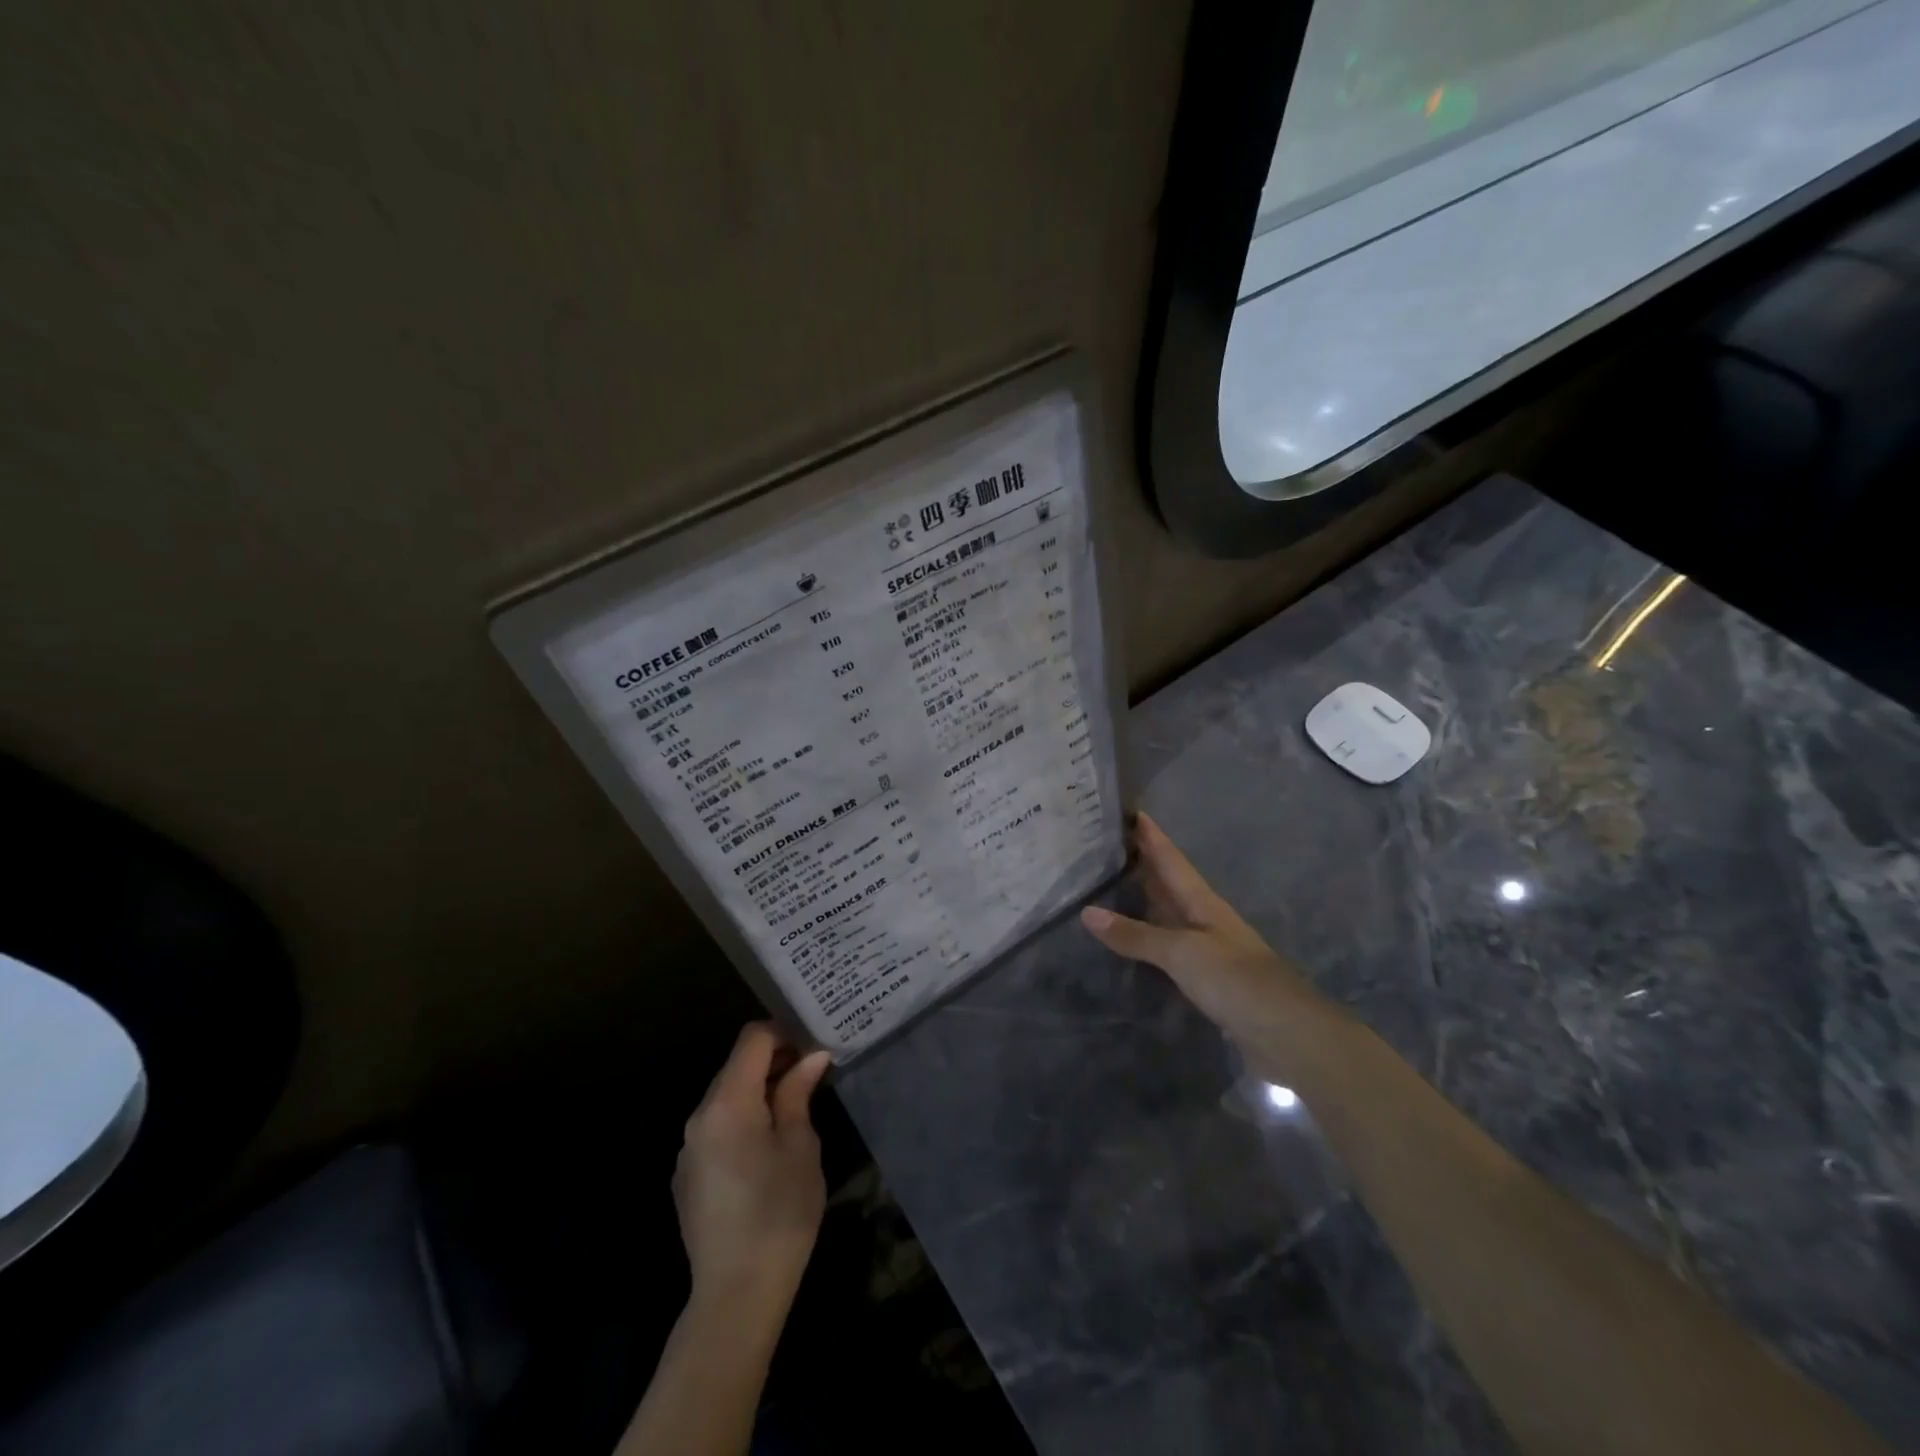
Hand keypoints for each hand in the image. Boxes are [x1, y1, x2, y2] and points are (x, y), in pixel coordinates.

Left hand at [674, 1023, 831, 1315]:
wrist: (736, 1295)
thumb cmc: (779, 1212)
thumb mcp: (800, 1145)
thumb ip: (798, 1093)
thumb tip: (811, 1056)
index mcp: (727, 1103)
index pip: (752, 1039)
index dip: (784, 1032)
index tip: (814, 1045)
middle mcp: (699, 1117)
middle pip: (737, 1067)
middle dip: (774, 1062)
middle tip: (813, 1073)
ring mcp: (688, 1149)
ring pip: (727, 1098)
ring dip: (760, 1092)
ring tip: (796, 1108)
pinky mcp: (688, 1176)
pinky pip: (717, 1129)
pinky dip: (743, 1121)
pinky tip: (768, 1149)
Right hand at [1080, 814, 1332, 1072]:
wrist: (1284, 1031)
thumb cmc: (1234, 979)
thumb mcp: (1181, 952)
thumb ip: (1135, 935)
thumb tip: (1087, 913)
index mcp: (1202, 901)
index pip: (1171, 858)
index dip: (1151, 835)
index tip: (1129, 810)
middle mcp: (1204, 917)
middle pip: (1169, 881)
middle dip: (1143, 861)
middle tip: (1106, 843)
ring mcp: (1207, 947)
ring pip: (1168, 912)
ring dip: (1144, 897)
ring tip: (1109, 883)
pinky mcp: (1206, 976)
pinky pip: (1169, 944)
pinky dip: (1147, 935)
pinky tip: (1132, 938)